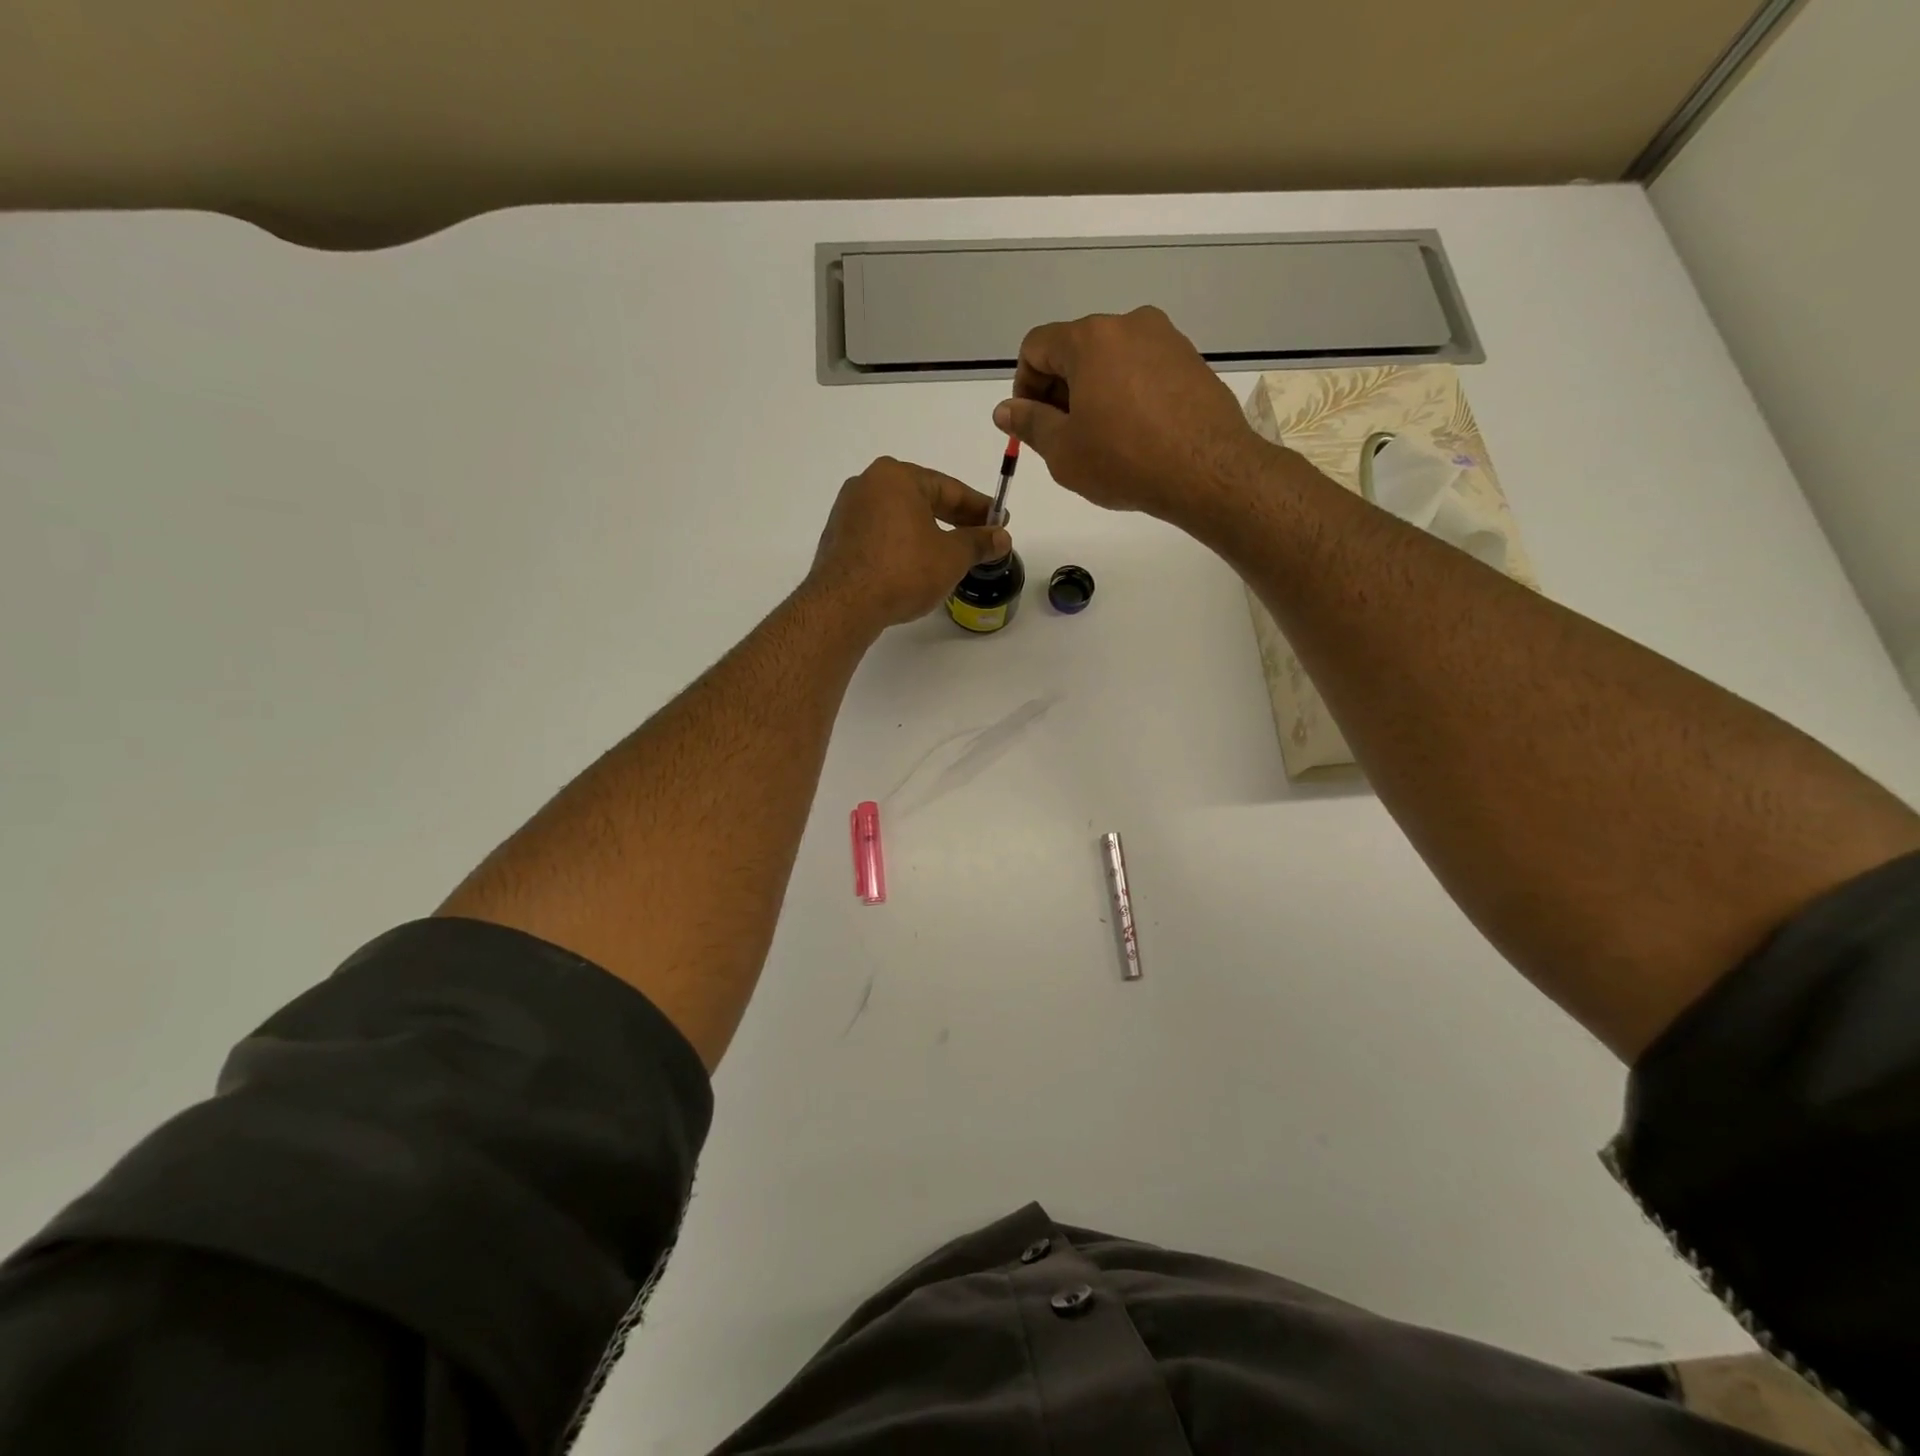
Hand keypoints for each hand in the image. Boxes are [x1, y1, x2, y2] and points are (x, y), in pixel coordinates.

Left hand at [807, 457, 1011, 629]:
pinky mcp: (838, 538)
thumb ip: (978, 542)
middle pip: (922, 499)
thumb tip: (1001, 537)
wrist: (844, 605)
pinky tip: (916, 565)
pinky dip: (902, 545)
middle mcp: (868, 484)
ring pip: (900, 518)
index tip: (1000, 520)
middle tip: (980, 537)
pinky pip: (881, 535)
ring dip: (928, 533)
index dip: (979, 507)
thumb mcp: (951, 557)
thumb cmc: (903, 571)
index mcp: (896, 477)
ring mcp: (848, 511)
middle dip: (954, 519)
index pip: (949, 488)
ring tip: (951, 554)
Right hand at [992, 306, 1275, 523]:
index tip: (1032, 423)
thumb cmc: (1124, 460)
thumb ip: (1029, 423)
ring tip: (1101, 441)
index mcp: (1090, 338)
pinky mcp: (1190, 361)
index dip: (1024, 386)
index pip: (1037, 346)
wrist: (1207, 471)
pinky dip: (1127, 395)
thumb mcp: (1063, 450)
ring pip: (1111, 360)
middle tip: (1063, 438)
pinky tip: (1134, 436)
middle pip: (1075, 349)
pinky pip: (1143, 371)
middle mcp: (1128, 324)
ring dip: (1094, 393)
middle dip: (1060, 390)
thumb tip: (1005, 410)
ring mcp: (1165, 339)